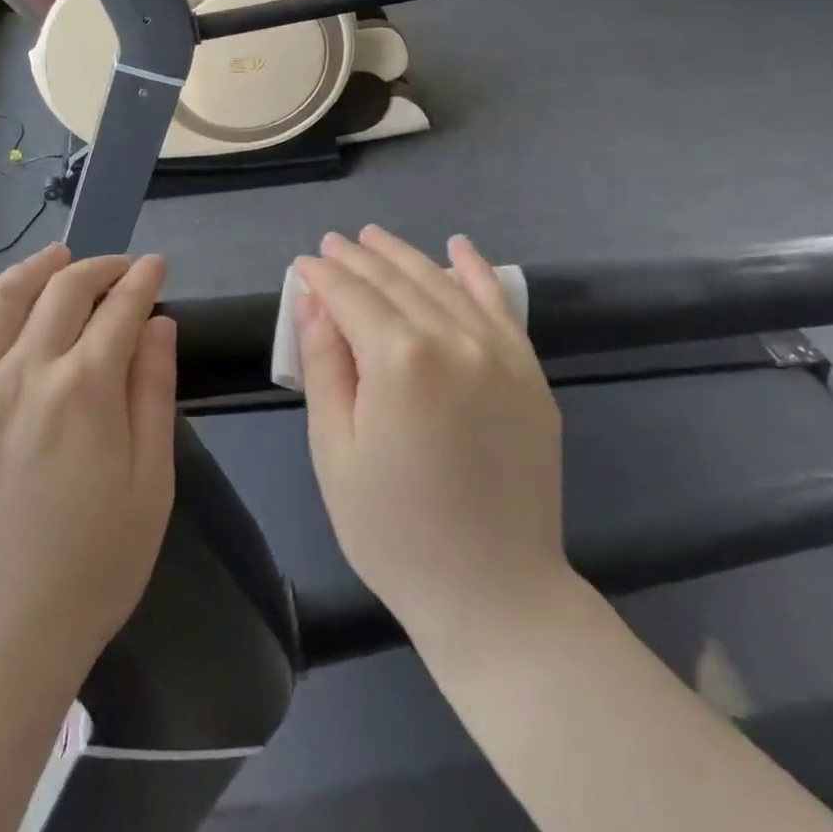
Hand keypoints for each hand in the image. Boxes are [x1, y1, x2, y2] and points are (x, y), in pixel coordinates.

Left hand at [0, 244, 176, 690]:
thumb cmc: (89, 571)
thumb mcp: (150, 486)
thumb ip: (153, 394)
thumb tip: (157, 324)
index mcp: (84, 392)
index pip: (120, 309)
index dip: (143, 280)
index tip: (155, 267)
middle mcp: (20, 376)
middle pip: (61, 292)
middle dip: (97, 267)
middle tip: (115, 267)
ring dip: (32, 269)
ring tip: (54, 258)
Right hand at [294, 226, 567, 651]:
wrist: (495, 593)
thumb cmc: (394, 531)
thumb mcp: (336, 452)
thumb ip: (325, 366)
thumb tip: (314, 302)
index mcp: (400, 360)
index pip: (352, 297)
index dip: (323, 276)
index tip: (303, 262)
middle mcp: (454, 339)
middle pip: (396, 282)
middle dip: (359, 259)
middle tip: (333, 244)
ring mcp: (499, 353)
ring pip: (443, 283)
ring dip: (405, 256)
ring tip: (375, 237)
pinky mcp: (529, 372)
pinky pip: (499, 306)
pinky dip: (476, 272)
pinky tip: (458, 247)